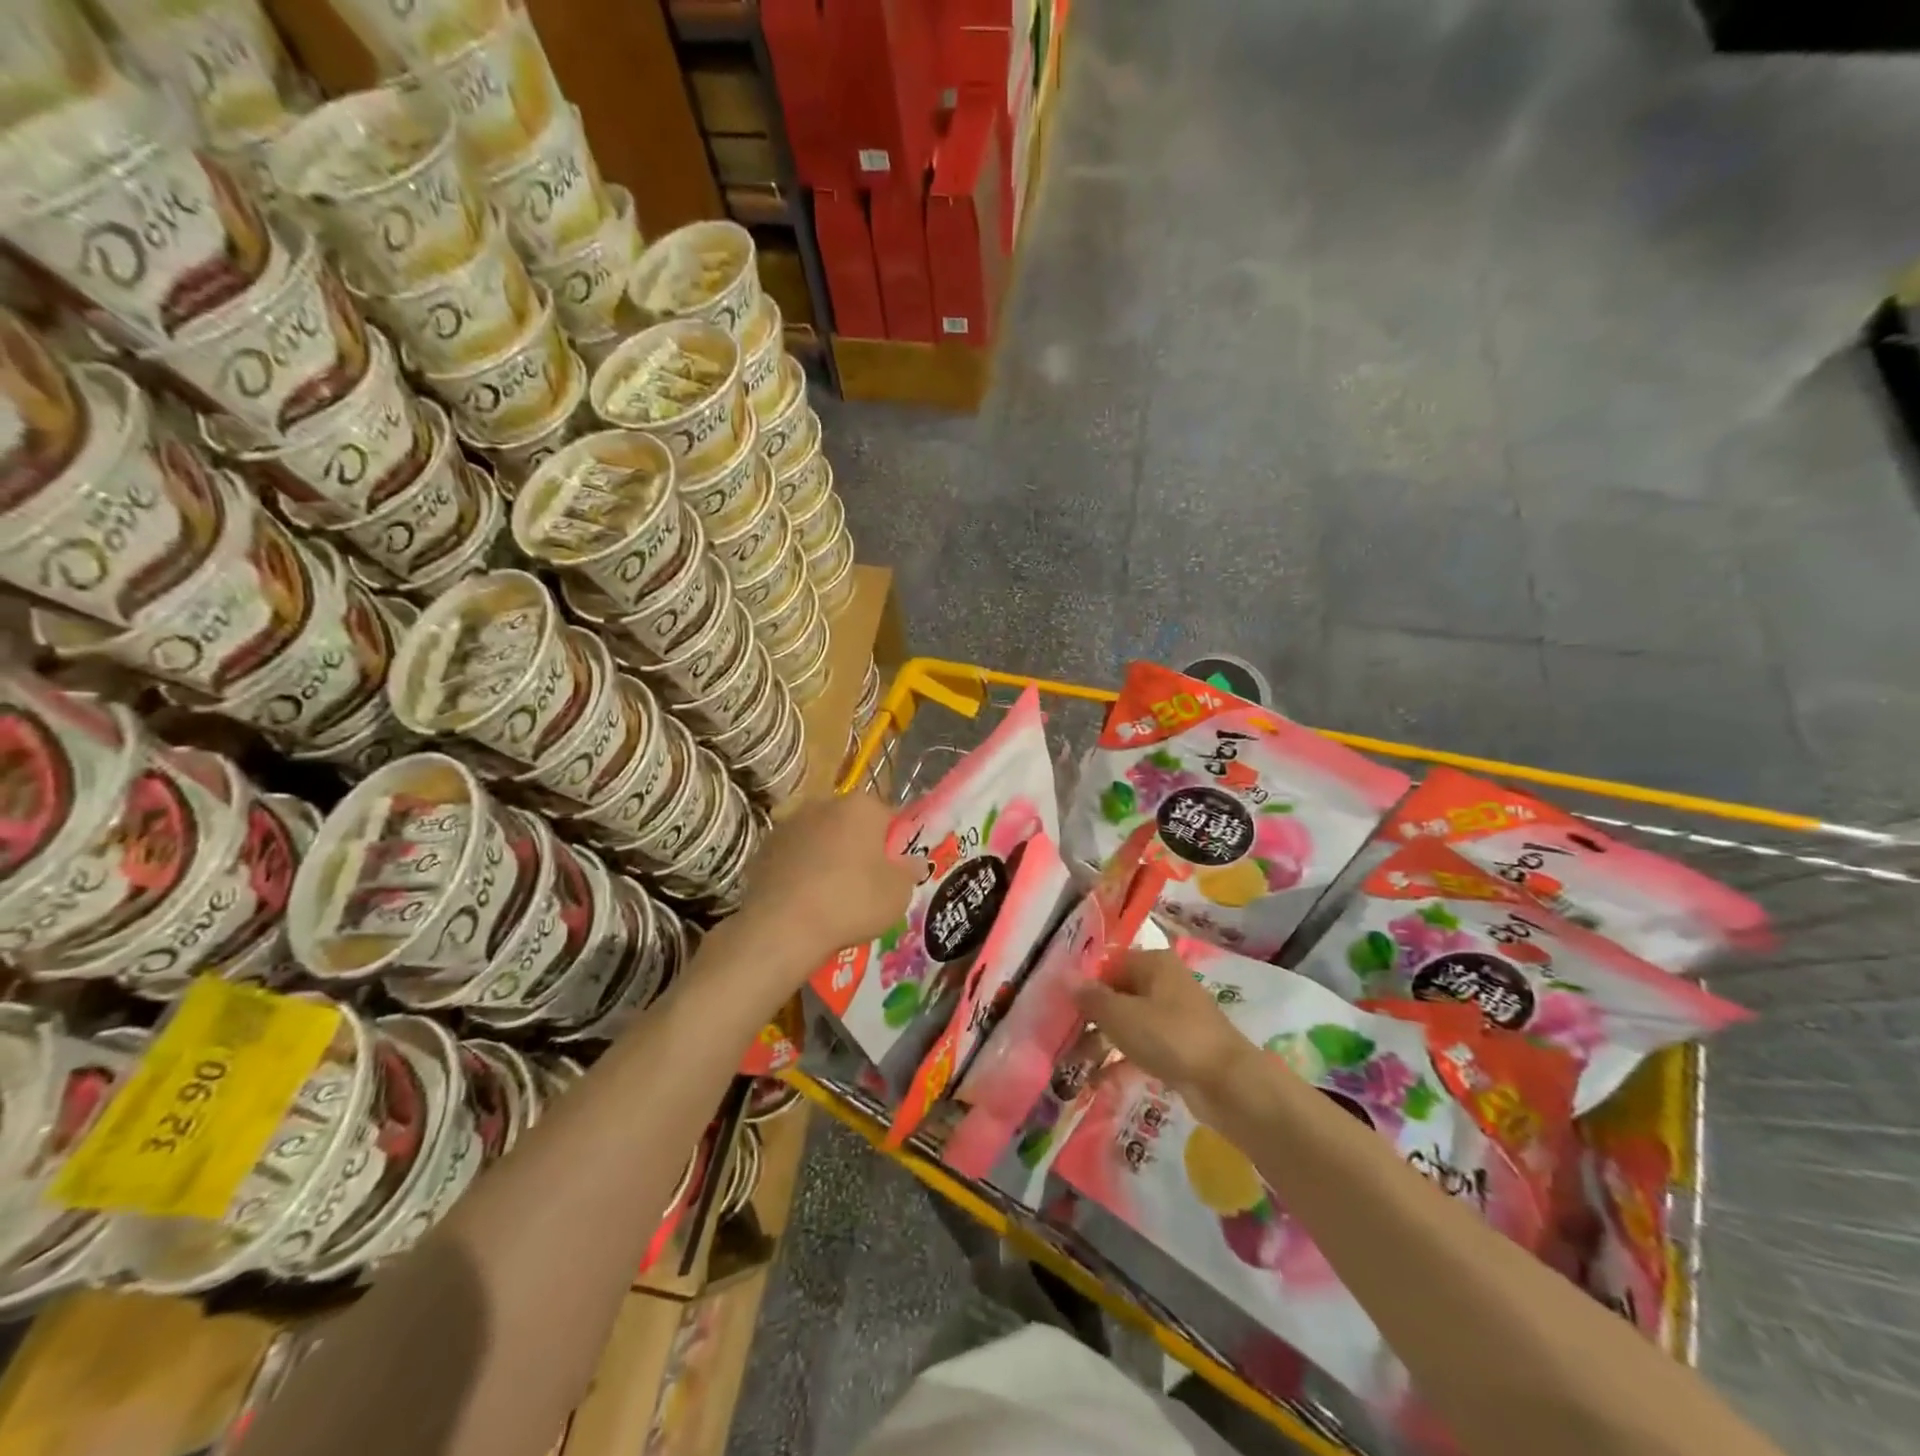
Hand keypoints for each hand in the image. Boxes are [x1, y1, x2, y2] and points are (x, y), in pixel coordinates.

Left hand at [738, 791, 915, 963]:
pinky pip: (793, 858)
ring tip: (832, 898)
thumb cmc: (850, 902)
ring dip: (828, 858)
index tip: (894, 872)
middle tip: (866, 885)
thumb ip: (909, 872)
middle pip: (851, 824)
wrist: (781, 928)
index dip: (895, 845)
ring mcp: (788, 825)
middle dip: (859, 848)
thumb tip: (914, 862)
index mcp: (861, 806)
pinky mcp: (762, 849)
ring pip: (820, 840)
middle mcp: (823, 804)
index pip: (889, 817)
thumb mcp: (897, 894)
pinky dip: (801, 872)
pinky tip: (805, 902)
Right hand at [1075, 950, 1259, 1124]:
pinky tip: (1099, 1080)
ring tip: (1076, 1062)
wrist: (1228, 1084)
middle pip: (1119, 992)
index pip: (1108, 964)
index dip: (1084, 984)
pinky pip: (1144, 1046)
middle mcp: (1166, 982)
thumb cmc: (1170, 1037)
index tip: (1061, 1008)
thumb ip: (1091, 998)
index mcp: (1154, 962)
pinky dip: (1123, 1059)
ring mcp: (1175, 1015)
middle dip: (1092, 1016)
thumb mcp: (1121, 1015)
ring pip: (1130, 1021)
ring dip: (1104, 1040)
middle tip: (1064, 1038)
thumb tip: (1065, 978)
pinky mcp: (1182, 1046)